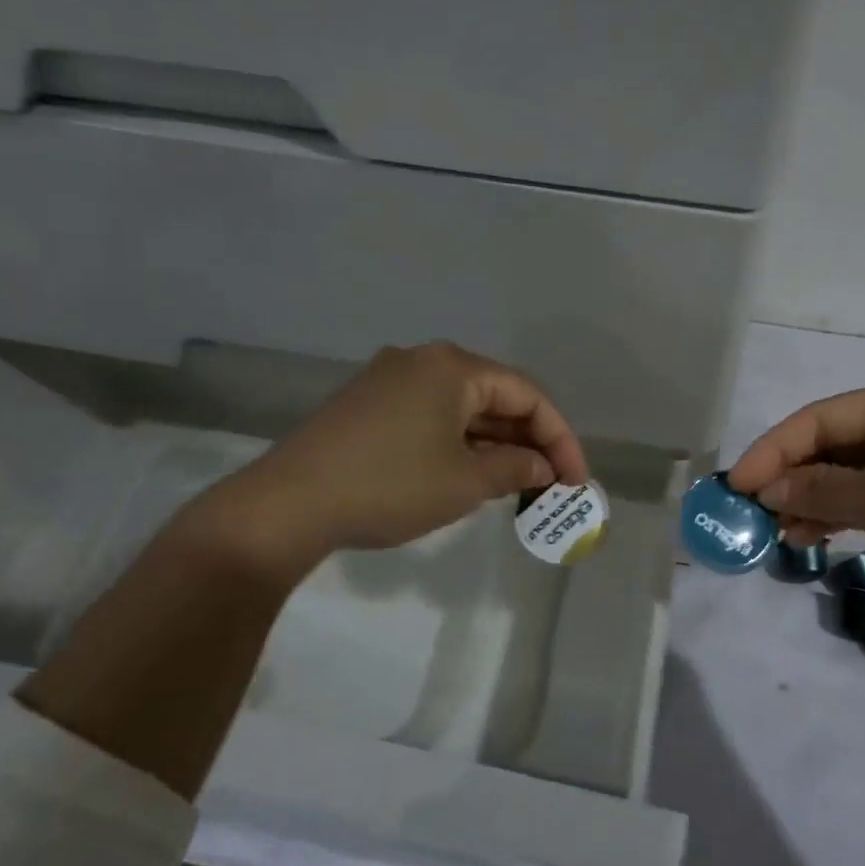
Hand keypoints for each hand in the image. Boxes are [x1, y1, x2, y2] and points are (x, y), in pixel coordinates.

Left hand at [189, 342, 589, 564]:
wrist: (288, 504)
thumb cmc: (390, 486)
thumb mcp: (464, 482)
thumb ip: (515, 468)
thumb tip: (542, 467)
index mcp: (452, 366)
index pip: (527, 394)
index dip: (560, 438)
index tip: (575, 481)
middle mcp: (423, 360)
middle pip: (495, 396)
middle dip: (527, 441)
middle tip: (550, 485)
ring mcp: (390, 380)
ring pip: (463, 409)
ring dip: (494, 444)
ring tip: (516, 485)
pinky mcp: (368, 405)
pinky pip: (432, 416)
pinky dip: (460, 443)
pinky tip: (470, 474)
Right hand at [726, 376, 864, 687]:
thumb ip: (825, 491)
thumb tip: (765, 490)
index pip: (822, 418)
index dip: (774, 450)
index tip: (737, 485)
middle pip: (831, 444)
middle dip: (790, 476)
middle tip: (751, 512)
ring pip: (846, 474)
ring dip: (809, 500)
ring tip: (776, 531)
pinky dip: (838, 515)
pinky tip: (809, 536)